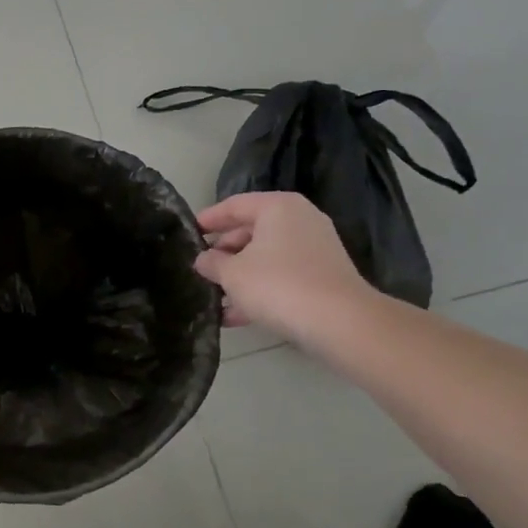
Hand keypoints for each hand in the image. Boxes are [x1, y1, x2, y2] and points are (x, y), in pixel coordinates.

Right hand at [194, 192, 371, 337]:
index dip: (208, 219)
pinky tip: (234, 315)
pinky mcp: (321, 276)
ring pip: (265, 257)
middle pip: (250, 230)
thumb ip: (212, 263)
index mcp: (277, 207)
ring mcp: (314, 248)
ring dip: (238, 275)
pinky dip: (258, 289)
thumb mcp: (233, 274)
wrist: (339, 322)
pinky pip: (280, 276)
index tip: (187, 232)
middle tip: (199, 268)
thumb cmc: (278, 285)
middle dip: (223, 252)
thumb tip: (202, 260)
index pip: (234, 205)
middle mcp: (299, 220)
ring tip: (212, 295)